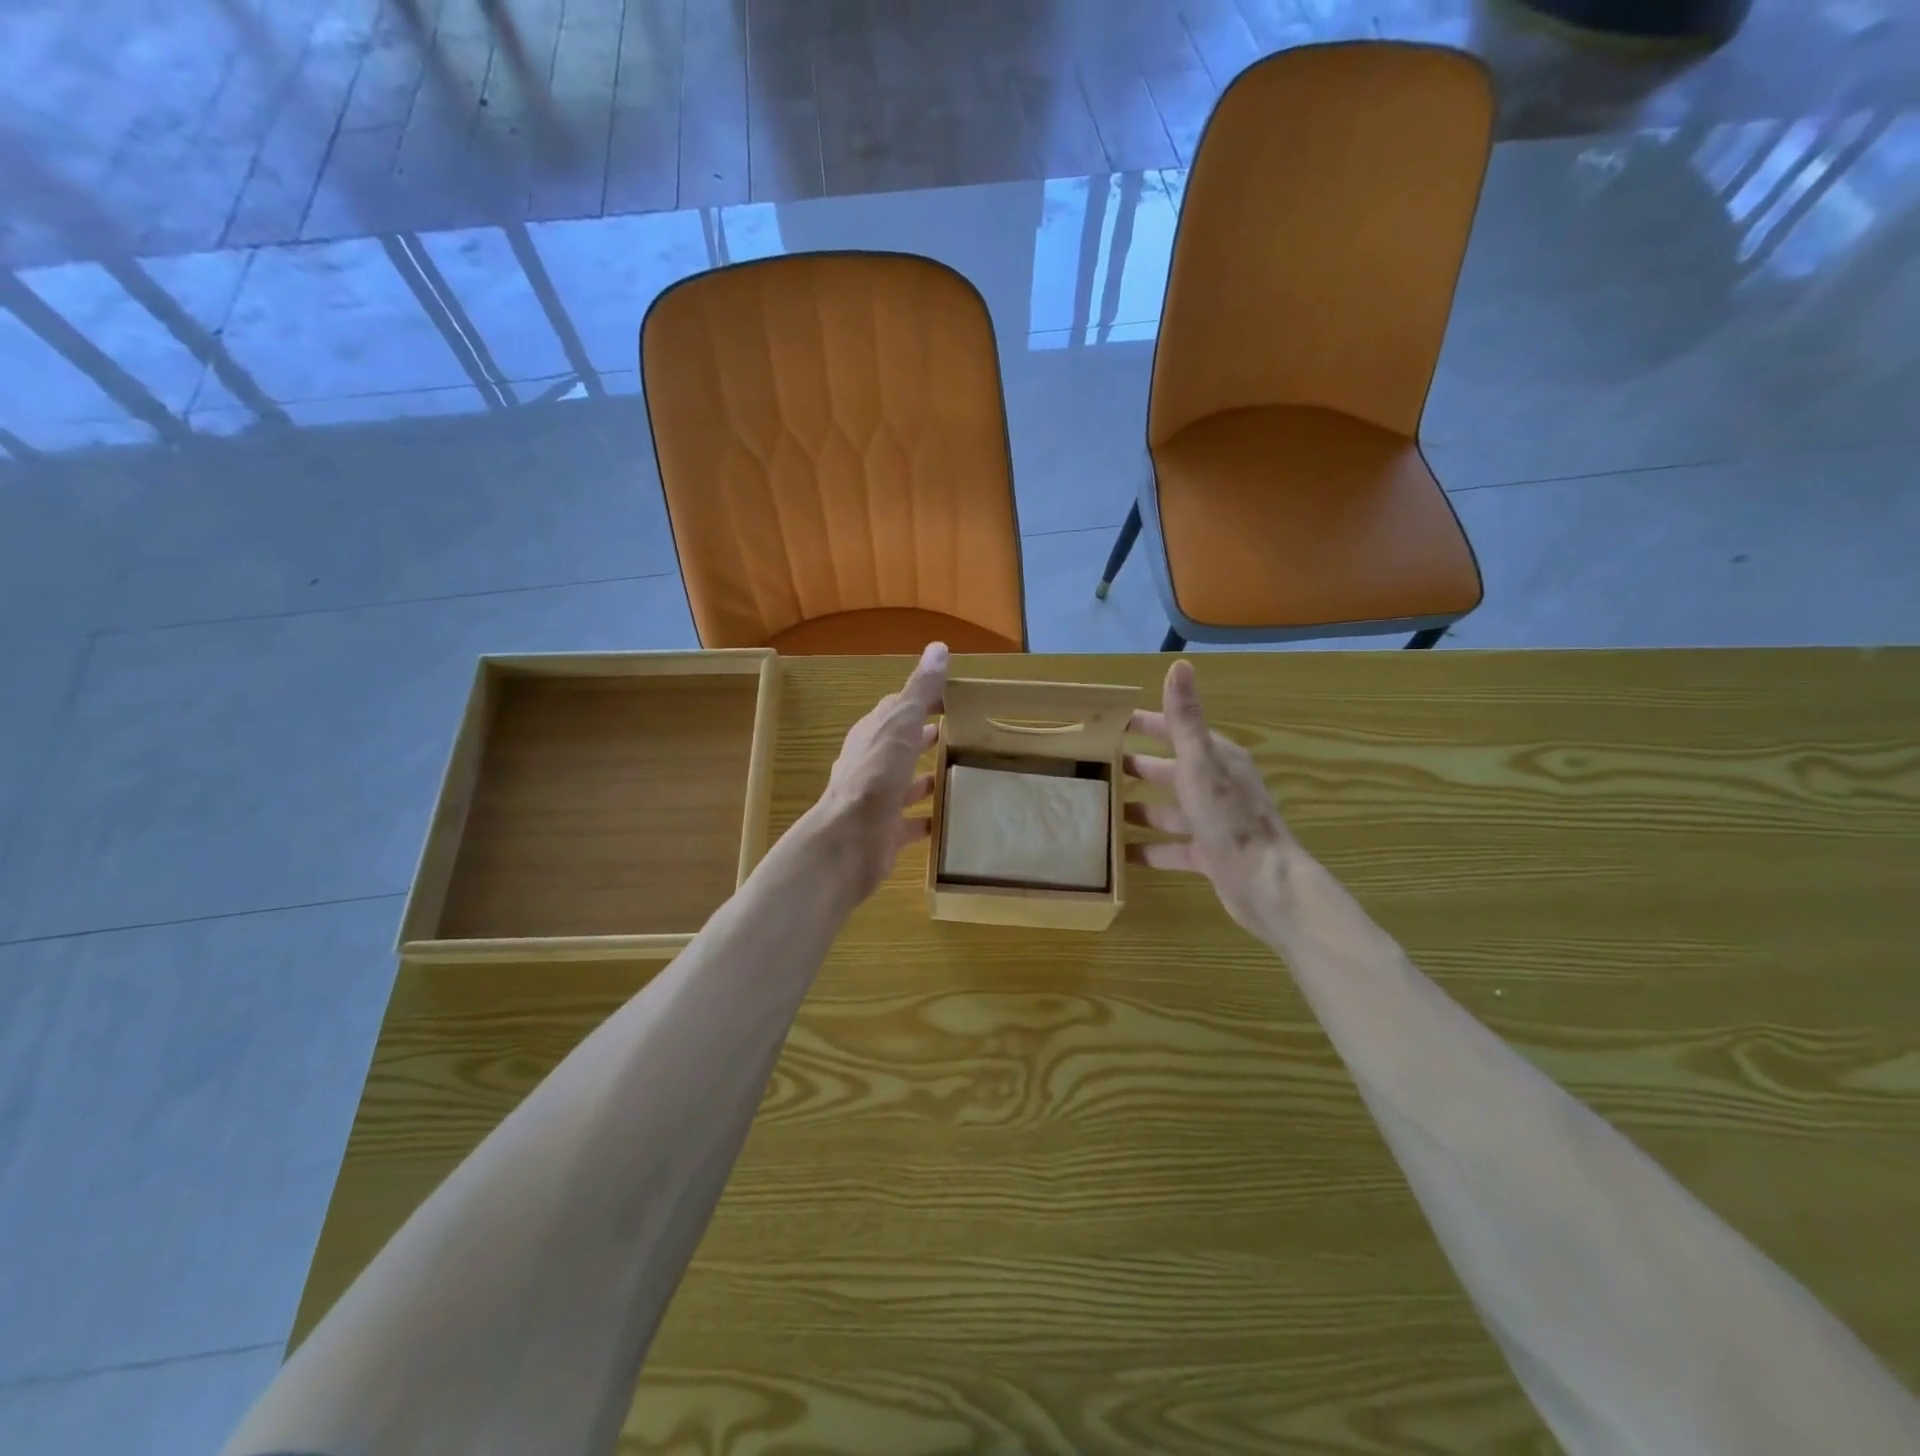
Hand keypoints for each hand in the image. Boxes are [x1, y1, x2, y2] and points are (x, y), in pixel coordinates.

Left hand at [816, 642, 949, 899]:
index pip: (896, 709)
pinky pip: (910, 822)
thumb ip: (919, 691)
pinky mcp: (886, 832)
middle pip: (899, 745)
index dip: (921, 701)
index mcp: (871, 735)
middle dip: (923, 737)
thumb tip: (938, 647)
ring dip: (925, 777)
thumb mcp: (900, 725)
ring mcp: (877, 800)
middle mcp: (870, 765)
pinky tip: (948, 818)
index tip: (953, 698)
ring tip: (959, 772)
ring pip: (905, 783)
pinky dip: (927, 818)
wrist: (849, 842)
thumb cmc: (875, 777)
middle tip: (959, 732)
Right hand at [1125, 659, 1295, 936]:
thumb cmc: (1229, 818)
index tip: (1107, 723)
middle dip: (1136, 767)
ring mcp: (1213, 822)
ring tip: (1100, 809)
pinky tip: (1119, 853)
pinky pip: (1170, 848)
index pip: (1174, 731)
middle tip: (1095, 767)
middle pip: (1168, 771)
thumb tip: (1180, 665)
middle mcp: (1216, 786)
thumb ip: (1186, 719)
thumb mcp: (1200, 763)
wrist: (1265, 883)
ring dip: (1138, 808)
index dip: (1144, 725)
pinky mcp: (1209, 855)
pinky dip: (1147, 849)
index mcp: (1216, 759)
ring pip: (1168, 810)